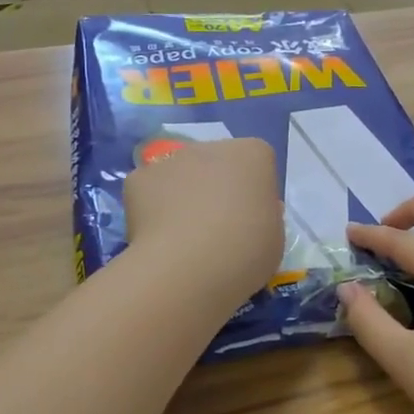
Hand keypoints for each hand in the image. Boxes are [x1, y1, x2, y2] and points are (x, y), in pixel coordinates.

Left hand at [124, 138, 281, 307]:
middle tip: (216, 230)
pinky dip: (151, 210)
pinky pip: (149, 191)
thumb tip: (249, 214)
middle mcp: (210, 146)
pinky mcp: (138, 178)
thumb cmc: (246, 251)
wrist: (190, 266)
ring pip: (179, 175)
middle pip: (215, 163)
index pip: (256, 163)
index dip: (253, 192)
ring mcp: (171, 160)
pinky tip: (157, 239)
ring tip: (183, 238)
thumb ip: (264, 216)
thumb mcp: (274, 237)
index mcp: (253, 154)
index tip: (251, 219)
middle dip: (215, 188)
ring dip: (182, 196)